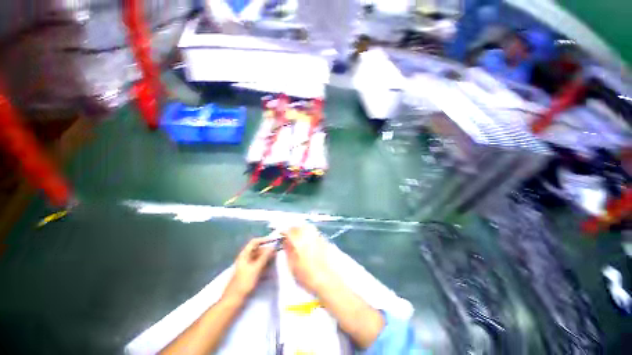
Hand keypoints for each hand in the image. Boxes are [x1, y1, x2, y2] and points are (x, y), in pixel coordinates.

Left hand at [223, 238, 275, 300]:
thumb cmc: (244, 282)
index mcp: (244, 254)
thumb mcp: (256, 268)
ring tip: (275, 258)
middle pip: (257, 249)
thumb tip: (273, 246)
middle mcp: (246, 257)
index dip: (264, 240)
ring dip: (266, 256)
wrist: (234, 300)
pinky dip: (264, 262)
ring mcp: (247, 265)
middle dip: (267, 249)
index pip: (255, 242)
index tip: (274, 241)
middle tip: (276, 251)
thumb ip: (265, 257)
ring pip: (259, 256)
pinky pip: (258, 263)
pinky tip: (270, 266)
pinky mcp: (250, 272)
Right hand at [282, 224, 333, 294]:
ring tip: (298, 238)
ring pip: (308, 227)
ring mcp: (319, 236)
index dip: (284, 231)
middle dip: (293, 228)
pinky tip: (308, 242)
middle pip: (300, 225)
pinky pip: (315, 232)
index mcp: (299, 240)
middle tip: (289, 235)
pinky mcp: (326, 240)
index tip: (281, 235)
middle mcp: (309, 234)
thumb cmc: (308, 277)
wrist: (331, 280)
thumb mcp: (293, 267)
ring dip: (302, 229)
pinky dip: (310, 233)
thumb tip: (285, 242)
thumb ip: (288, 252)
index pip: (289, 230)